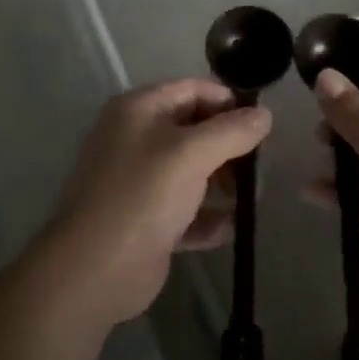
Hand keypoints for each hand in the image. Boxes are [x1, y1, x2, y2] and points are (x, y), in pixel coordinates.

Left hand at [43, 79, 271, 329]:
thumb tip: (264, 115)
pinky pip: (186, 210)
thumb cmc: (143, 196)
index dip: (229, 102)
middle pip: (194, 130)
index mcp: (139, 110)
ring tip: (253, 197)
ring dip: (223, 182)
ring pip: (192, 171)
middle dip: (229, 145)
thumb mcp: (191, 154)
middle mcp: (136, 138)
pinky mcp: (146, 220)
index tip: (263, 123)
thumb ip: (232, 131)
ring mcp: (139, 181)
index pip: (193, 89)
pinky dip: (208, 217)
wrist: (94, 270)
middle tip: (261, 164)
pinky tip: (233, 227)